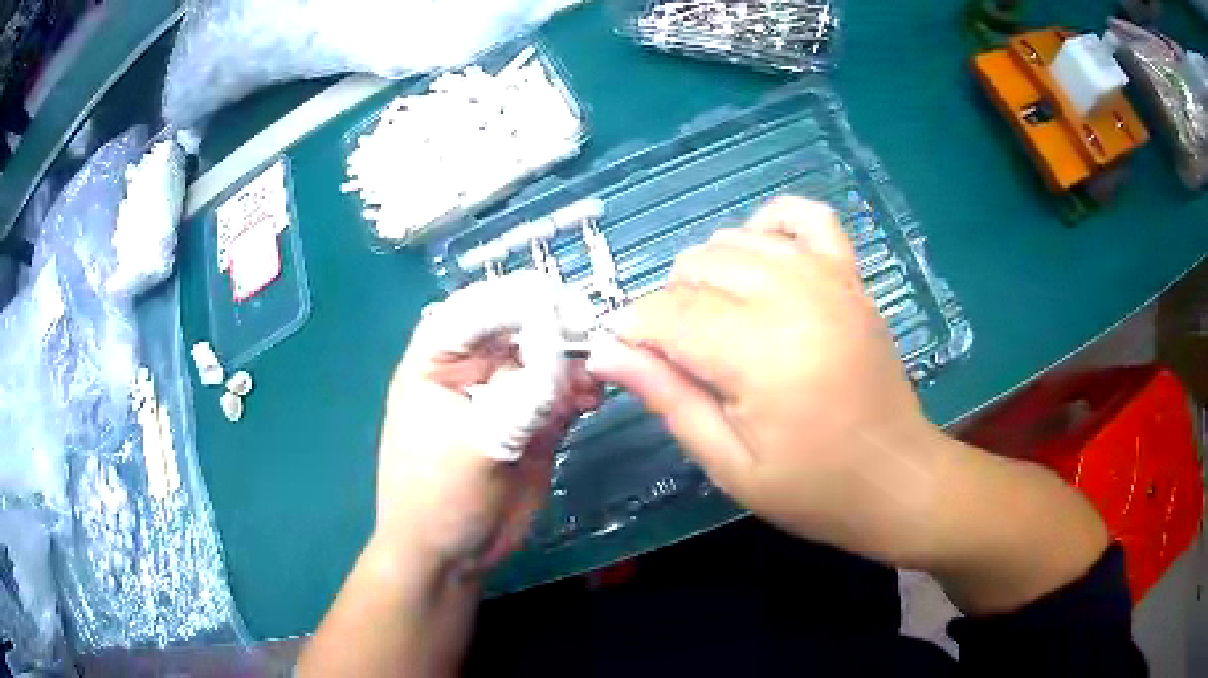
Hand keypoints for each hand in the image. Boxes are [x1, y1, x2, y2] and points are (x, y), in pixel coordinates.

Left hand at [374, 273, 599, 576]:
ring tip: (594, 380)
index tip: (563, 305)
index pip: (477, 309)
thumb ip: (525, 394)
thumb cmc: (440, 498)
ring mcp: (504, 393)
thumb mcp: (480, 444)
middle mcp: (472, 367)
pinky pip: (561, 391)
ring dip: (573, 360)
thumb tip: (562, 340)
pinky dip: (580, 390)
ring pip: (546, 358)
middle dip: (556, 327)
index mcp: (437, 360)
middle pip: (518, 326)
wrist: (451, 555)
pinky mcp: (531, 420)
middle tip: (594, 335)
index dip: (518, 300)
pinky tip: (592, 399)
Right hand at [588, 197, 944, 565]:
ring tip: (716, 321)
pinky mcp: (850, 276)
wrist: (895, 478)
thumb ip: (667, 397)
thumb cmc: (812, 487)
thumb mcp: (728, 463)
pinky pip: (806, 216)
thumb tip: (604, 352)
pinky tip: (759, 258)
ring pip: (736, 240)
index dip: (633, 330)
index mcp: (759, 354)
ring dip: (708, 273)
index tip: (625, 356)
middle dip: (669, 305)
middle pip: (697, 267)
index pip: (666, 313)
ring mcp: (827, 278)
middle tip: (681, 357)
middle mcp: (792, 298)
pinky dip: (771, 225)